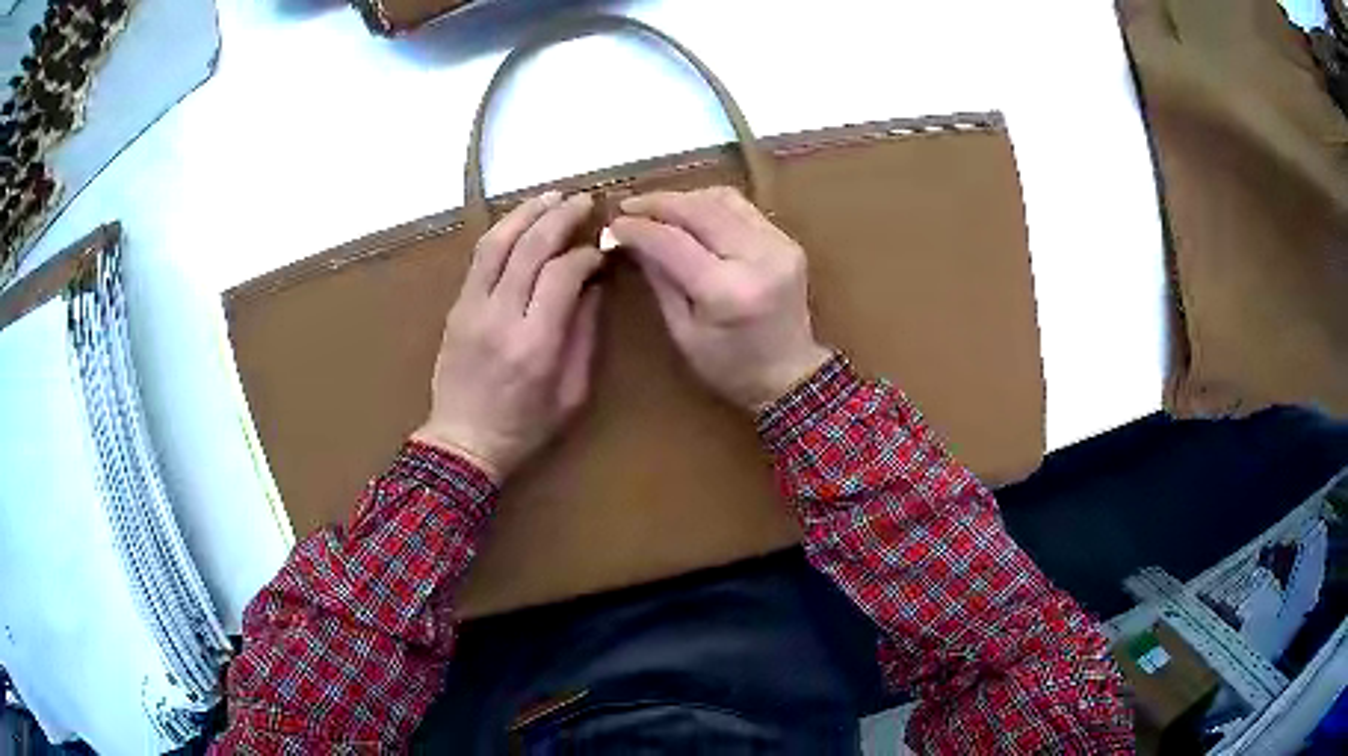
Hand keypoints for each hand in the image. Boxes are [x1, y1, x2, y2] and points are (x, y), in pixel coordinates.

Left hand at [412, 191, 603, 481]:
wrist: (462, 442)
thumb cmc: (525, 427)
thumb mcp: (571, 393)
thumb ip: (584, 335)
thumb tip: (593, 284)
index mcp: (535, 343)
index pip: (563, 274)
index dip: (587, 254)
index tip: (602, 251)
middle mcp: (500, 317)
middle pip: (530, 247)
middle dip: (561, 216)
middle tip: (585, 200)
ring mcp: (471, 308)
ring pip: (498, 243)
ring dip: (527, 213)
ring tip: (553, 196)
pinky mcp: (456, 307)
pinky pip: (479, 258)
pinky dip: (503, 231)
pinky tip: (521, 221)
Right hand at [612, 187, 830, 411]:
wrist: (791, 373)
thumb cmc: (729, 366)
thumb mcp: (683, 332)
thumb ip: (659, 279)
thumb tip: (631, 239)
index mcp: (728, 291)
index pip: (673, 242)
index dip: (639, 228)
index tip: (613, 224)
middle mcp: (757, 258)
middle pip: (699, 210)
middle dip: (658, 203)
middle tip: (628, 206)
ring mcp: (778, 244)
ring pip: (723, 200)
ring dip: (684, 198)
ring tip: (656, 207)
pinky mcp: (787, 240)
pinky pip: (742, 208)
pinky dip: (710, 204)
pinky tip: (689, 214)